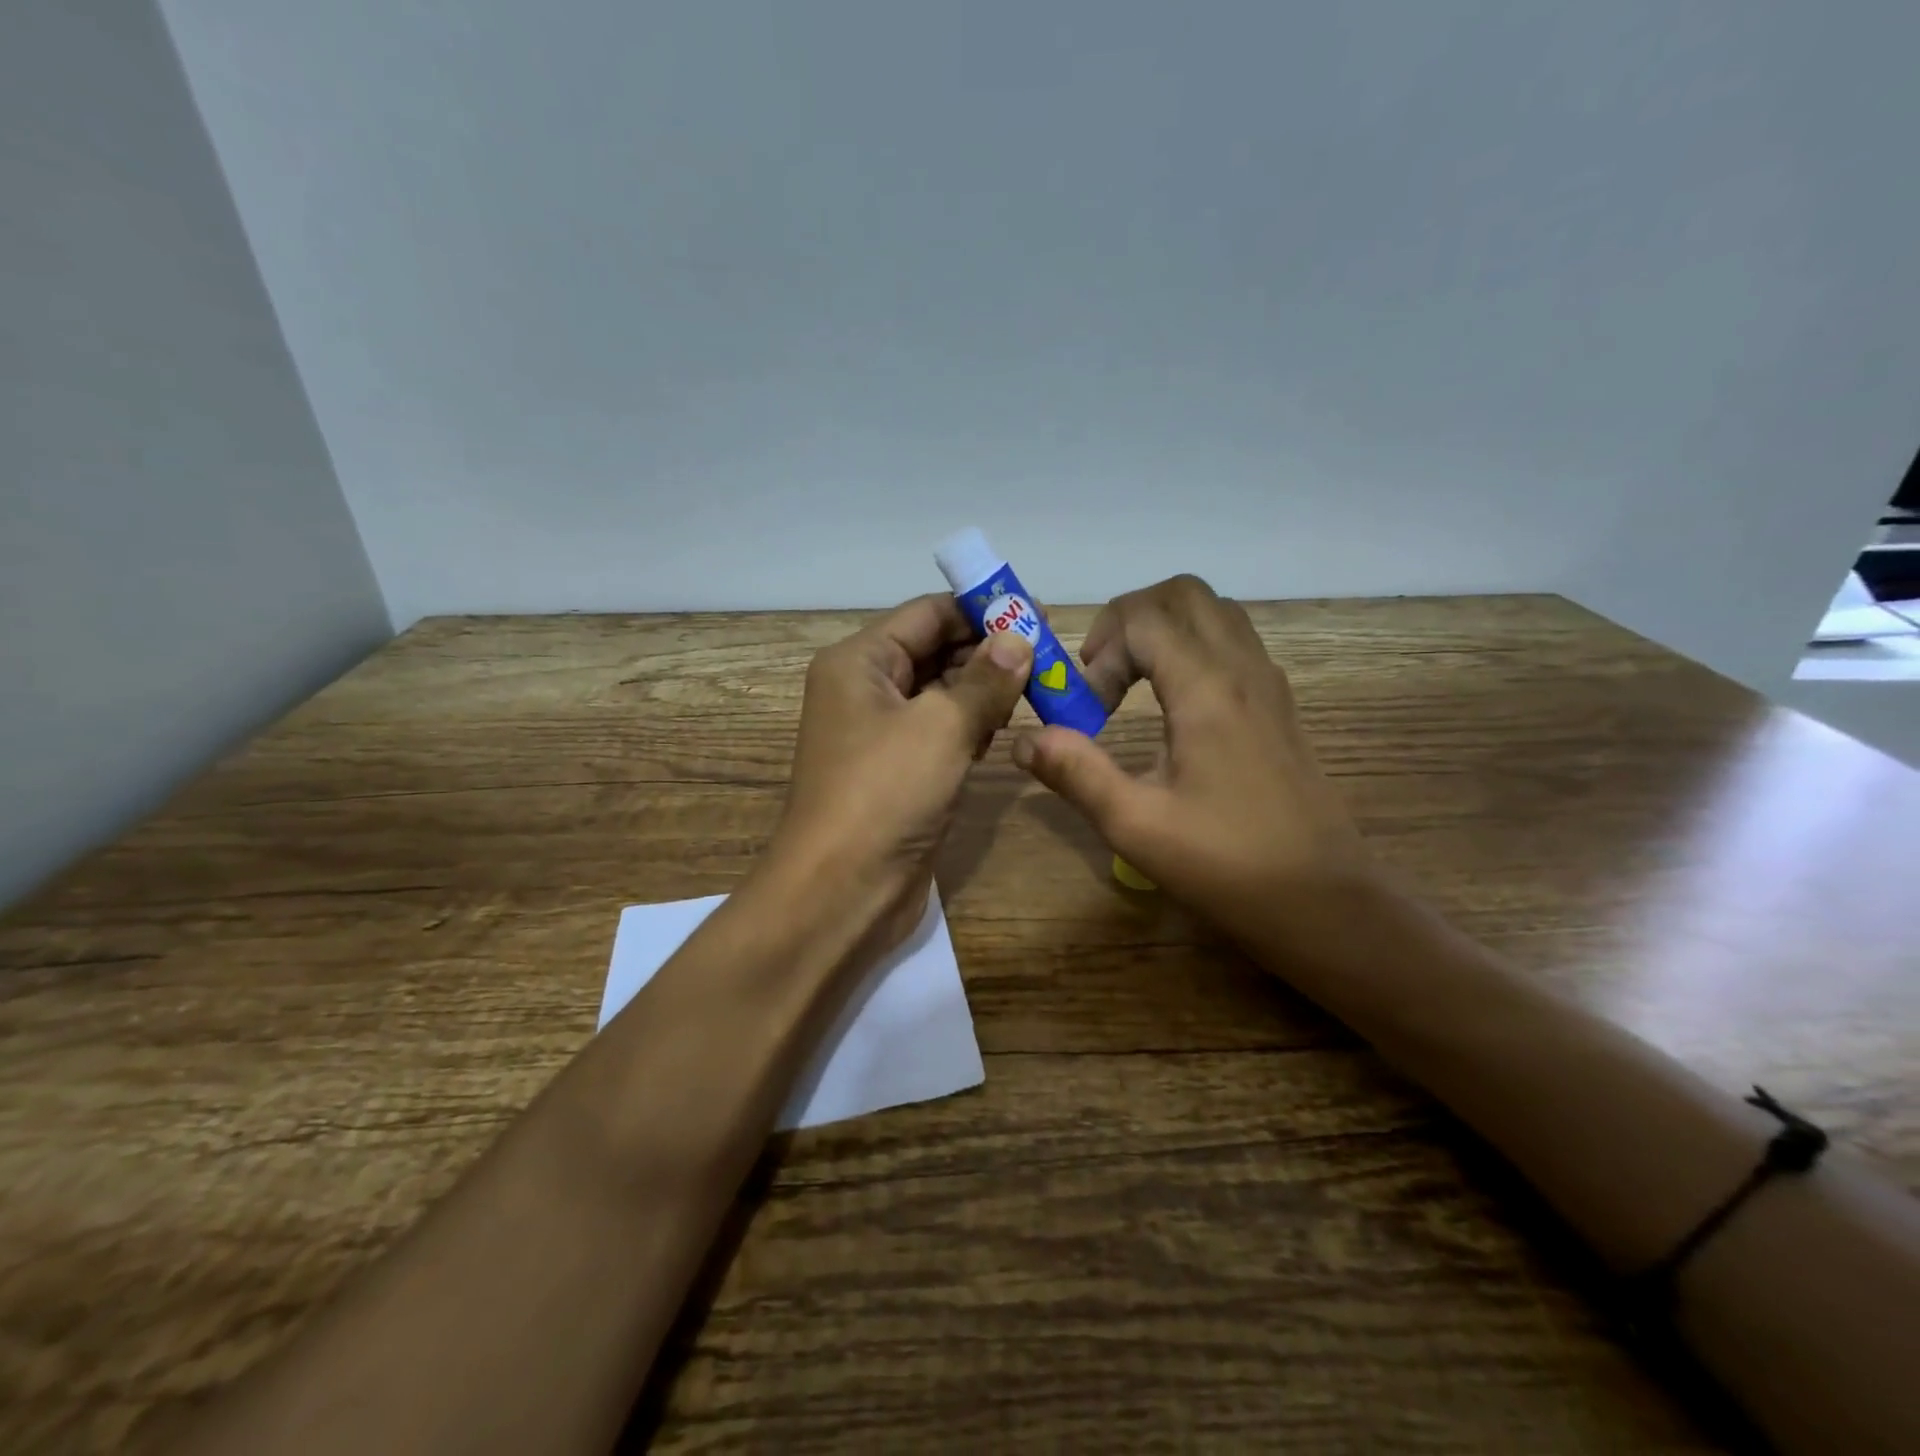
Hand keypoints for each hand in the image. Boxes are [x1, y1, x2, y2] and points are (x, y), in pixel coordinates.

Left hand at [769, 593, 1032, 950]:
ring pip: (942, 693)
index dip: (982, 609)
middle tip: (1049, 655)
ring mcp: (882, 733)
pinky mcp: (900, 771)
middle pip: (934, 650)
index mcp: (859, 662)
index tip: (1038, 614)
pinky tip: (1007, 726)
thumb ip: (985, 678)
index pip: (927, 614)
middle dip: (989, 650)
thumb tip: (1020, 637)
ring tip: (1039, 686)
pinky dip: (973, 724)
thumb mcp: (941, 726)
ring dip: (985, 688)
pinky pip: (941, 731)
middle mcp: (865, 689)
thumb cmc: (885, 793)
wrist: (841, 890)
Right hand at [1010, 575, 1369, 948]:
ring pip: (1213, 612)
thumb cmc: (1228, 866)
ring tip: (1132, 684)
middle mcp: (1243, 669)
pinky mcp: (1279, 704)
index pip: (1143, 617)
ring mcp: (1269, 683)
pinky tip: (1172, 705)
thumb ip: (1076, 773)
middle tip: (1102, 673)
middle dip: (1128, 618)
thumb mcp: (1136, 826)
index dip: (1101, 651)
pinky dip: (1192, 647)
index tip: (1088, 709)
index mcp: (1208, 690)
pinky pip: (1233, 641)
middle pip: (1183, 593)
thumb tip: (1024, 738)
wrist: (1325, 902)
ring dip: (1162, 629)